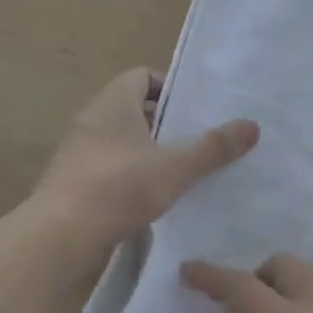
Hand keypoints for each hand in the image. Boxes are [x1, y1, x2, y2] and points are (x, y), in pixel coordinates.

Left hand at [34, 67, 258, 254]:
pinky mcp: (73, 180)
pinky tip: (151, 196)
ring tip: (180, 170)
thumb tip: (253, 125)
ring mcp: (78, 150)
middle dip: (165, 122)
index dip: (169, 88)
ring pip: (121, 139)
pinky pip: (109, 164)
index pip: (141, 76)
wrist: (59, 236)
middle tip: (196, 140)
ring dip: (148, 150)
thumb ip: (214, 147)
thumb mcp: (175, 167)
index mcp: (112, 102)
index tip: (194, 110)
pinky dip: (130, 172)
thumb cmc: (118, 188)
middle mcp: (91, 119)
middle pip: (133, 107)